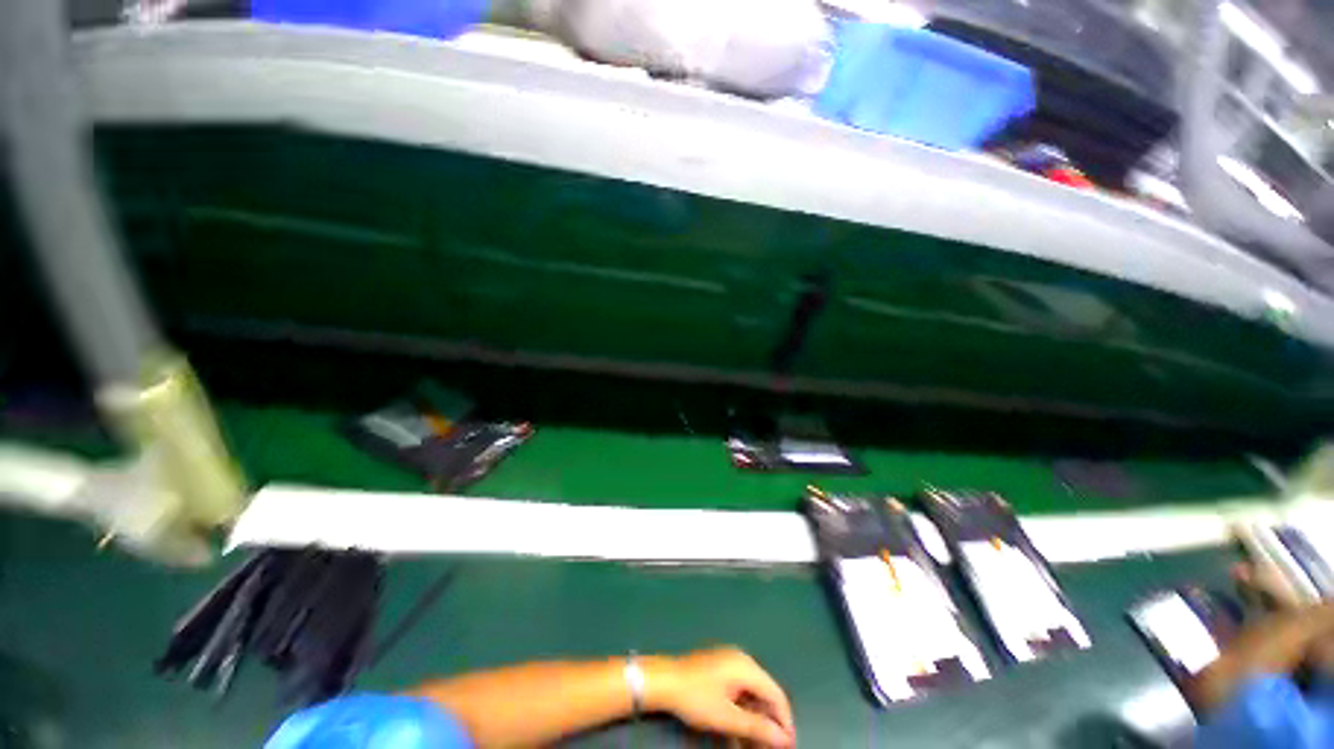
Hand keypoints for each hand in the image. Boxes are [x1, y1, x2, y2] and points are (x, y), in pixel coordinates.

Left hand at [644, 647, 794, 747]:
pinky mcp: (720, 668)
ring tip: (753, 744)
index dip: (785, 722)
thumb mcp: (728, 717)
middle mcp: (742, 660)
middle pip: (765, 693)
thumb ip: (757, 728)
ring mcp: (730, 662)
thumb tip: (783, 739)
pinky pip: (740, 690)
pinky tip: (739, 730)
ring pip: (752, 694)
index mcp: (747, 667)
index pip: (777, 695)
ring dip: (755, 720)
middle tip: (769, 748)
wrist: (665, 681)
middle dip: (769, 723)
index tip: (787, 747)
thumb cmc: (697, 697)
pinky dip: (743, 710)